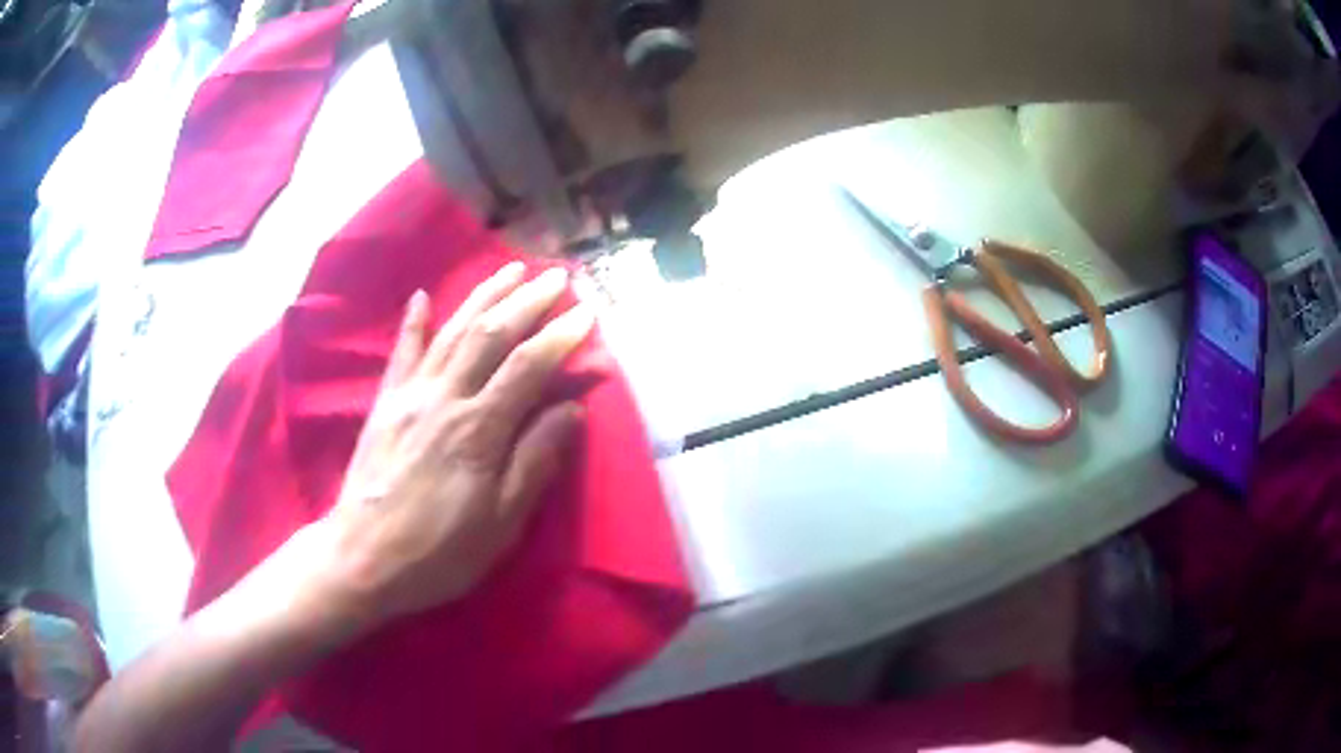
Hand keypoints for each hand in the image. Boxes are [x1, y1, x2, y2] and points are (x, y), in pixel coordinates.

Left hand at [303, 262, 594, 635]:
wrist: (361, 557)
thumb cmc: (438, 551)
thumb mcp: (500, 523)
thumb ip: (534, 461)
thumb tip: (571, 410)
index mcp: (477, 430)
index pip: (527, 367)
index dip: (561, 336)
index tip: (588, 312)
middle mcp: (444, 399)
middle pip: (490, 336)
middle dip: (527, 301)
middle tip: (557, 276)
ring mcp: (409, 396)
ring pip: (451, 332)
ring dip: (482, 297)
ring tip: (510, 269)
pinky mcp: (385, 404)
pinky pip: (401, 354)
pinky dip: (413, 323)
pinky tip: (422, 297)